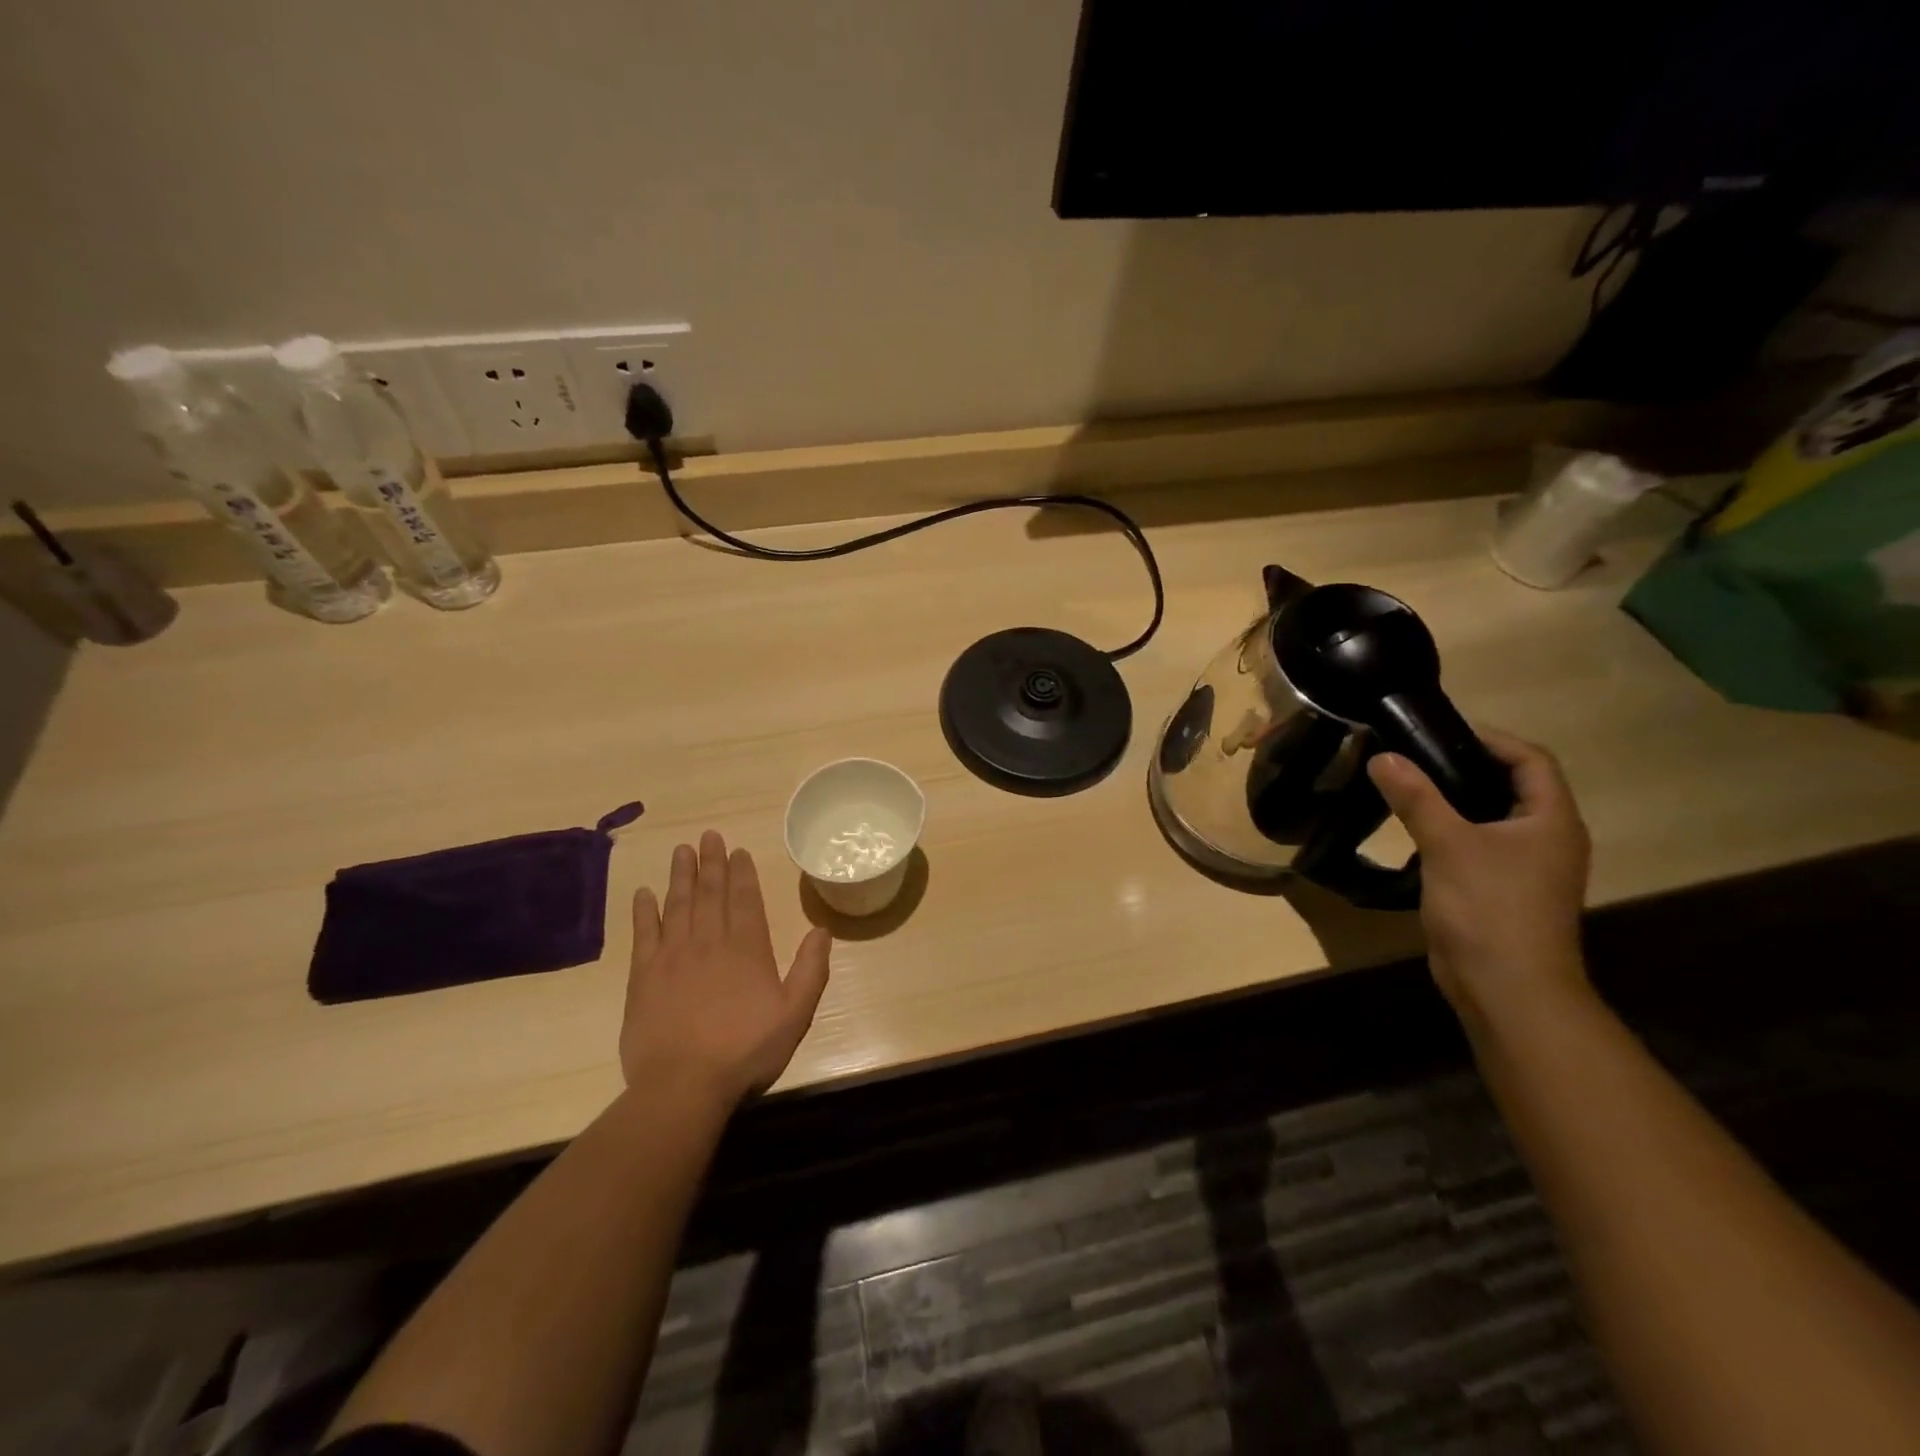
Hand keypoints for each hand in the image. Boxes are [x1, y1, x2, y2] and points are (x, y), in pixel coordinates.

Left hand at [621, 831, 832, 1111]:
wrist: (683, 1086)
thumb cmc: (745, 1051)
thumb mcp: (795, 1014)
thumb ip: (811, 970)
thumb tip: (822, 930)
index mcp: (747, 949)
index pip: (745, 900)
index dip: (742, 873)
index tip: (738, 850)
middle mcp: (710, 942)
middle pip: (710, 894)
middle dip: (711, 863)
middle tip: (708, 836)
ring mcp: (673, 957)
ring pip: (678, 905)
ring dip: (681, 876)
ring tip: (682, 851)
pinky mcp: (643, 977)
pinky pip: (644, 935)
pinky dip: (644, 912)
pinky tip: (644, 893)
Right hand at [1367, 730, 1590, 1019]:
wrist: (1507, 989)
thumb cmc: (1489, 908)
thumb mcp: (1448, 844)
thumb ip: (1416, 797)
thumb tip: (1382, 756)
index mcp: (1551, 820)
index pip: (1530, 759)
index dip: (1489, 738)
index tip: (1437, 731)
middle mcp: (1548, 838)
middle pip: (1512, 785)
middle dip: (1466, 765)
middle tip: (1414, 754)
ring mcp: (1527, 868)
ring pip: (1492, 817)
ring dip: (1455, 798)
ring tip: (1408, 785)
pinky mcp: (1503, 890)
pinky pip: (1479, 844)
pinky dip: (1451, 829)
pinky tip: (1415, 831)